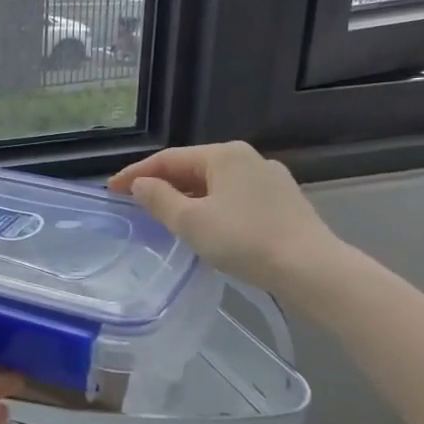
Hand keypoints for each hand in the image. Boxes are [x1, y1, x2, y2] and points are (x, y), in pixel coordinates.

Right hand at [108, 142, 343, 294]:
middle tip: (135, 202)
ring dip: (186, 196)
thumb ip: (159, 199)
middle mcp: (247, 158)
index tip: (111, 190)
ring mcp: (269, 178)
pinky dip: (211, 206)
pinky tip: (207, 225)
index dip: (135, 174)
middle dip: (161, 184)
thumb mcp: (190, 222)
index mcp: (222, 155)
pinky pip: (234, 197)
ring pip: (215, 183)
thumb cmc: (245, 240)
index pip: (167, 159)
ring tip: (166, 215)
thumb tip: (140, 184)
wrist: (313, 269)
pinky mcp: (283, 201)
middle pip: (192, 167)